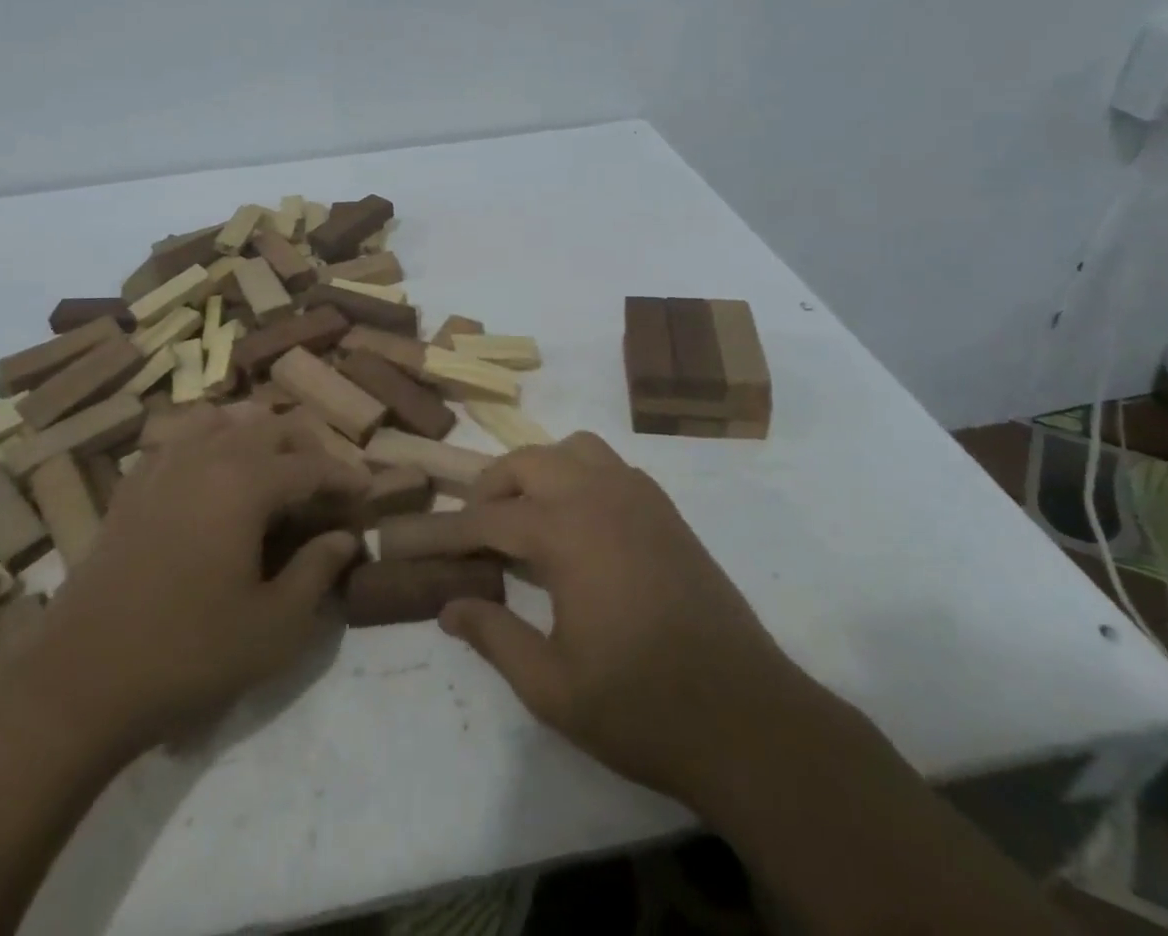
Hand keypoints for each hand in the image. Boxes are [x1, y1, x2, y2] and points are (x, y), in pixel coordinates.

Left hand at [21, 405, 368, 757]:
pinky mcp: (133, 485)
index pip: (311, 464)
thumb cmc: (188, 654)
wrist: (78, 682)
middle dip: (307, 449)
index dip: (346, 477)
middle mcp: (207, 456)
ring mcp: (163, 465)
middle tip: (325, 487)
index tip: (367, 493)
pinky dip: (211, 442)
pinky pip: (181, 438)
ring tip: (273, 470)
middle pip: (271, 427)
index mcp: (246, 482)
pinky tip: (214, 474)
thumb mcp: (273, 627)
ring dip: (257, 435)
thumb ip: (317, 572)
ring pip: (223, 420)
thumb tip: (345, 538)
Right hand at [436, 433, 797, 805]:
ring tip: (529, 515)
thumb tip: (448, 606)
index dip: (451, 531)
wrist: (746, 718)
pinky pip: (611, 466)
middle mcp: (599, 495)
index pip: (489, 518)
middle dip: (493, 486)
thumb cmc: (640, 706)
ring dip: (541, 470)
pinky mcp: (666, 511)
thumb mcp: (551, 686)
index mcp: (566, 532)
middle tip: (476, 529)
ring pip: (574, 449)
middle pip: (528, 462)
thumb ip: (494, 636)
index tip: (421, 540)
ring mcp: (639, 497)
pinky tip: (581, 523)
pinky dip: (581, 475)